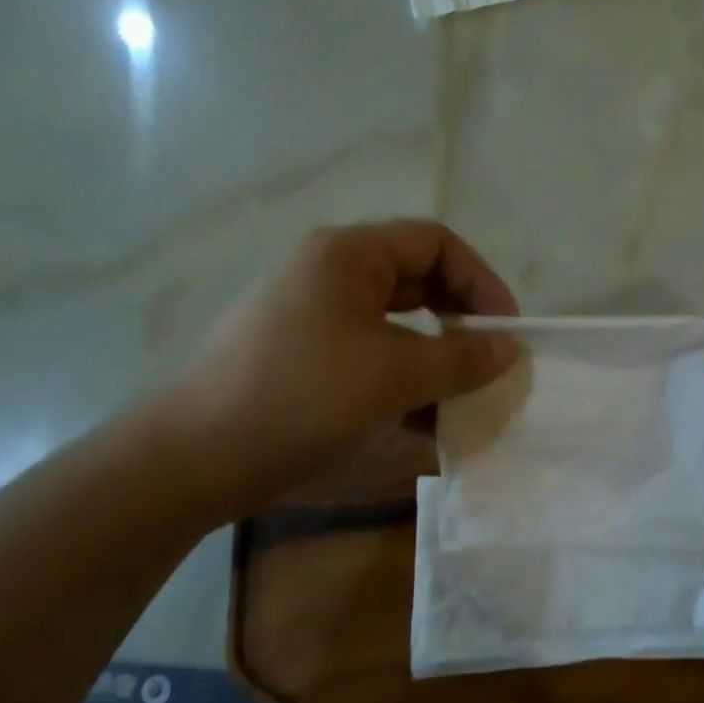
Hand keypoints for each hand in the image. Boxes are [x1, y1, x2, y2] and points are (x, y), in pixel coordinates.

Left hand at [148, 220, 519, 526]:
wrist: (193, 459)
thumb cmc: (301, 398)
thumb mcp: (394, 376)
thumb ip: (461, 359)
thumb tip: (510, 349)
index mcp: (349, 255)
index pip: (436, 243)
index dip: (482, 281)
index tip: (506, 330)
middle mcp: (329, 273)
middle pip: (417, 280)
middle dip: (461, 320)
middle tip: (490, 360)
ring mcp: (312, 315)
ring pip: (395, 323)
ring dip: (435, 356)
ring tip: (463, 395)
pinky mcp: (302, 356)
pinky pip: (369, 354)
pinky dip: (402, 378)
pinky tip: (423, 420)